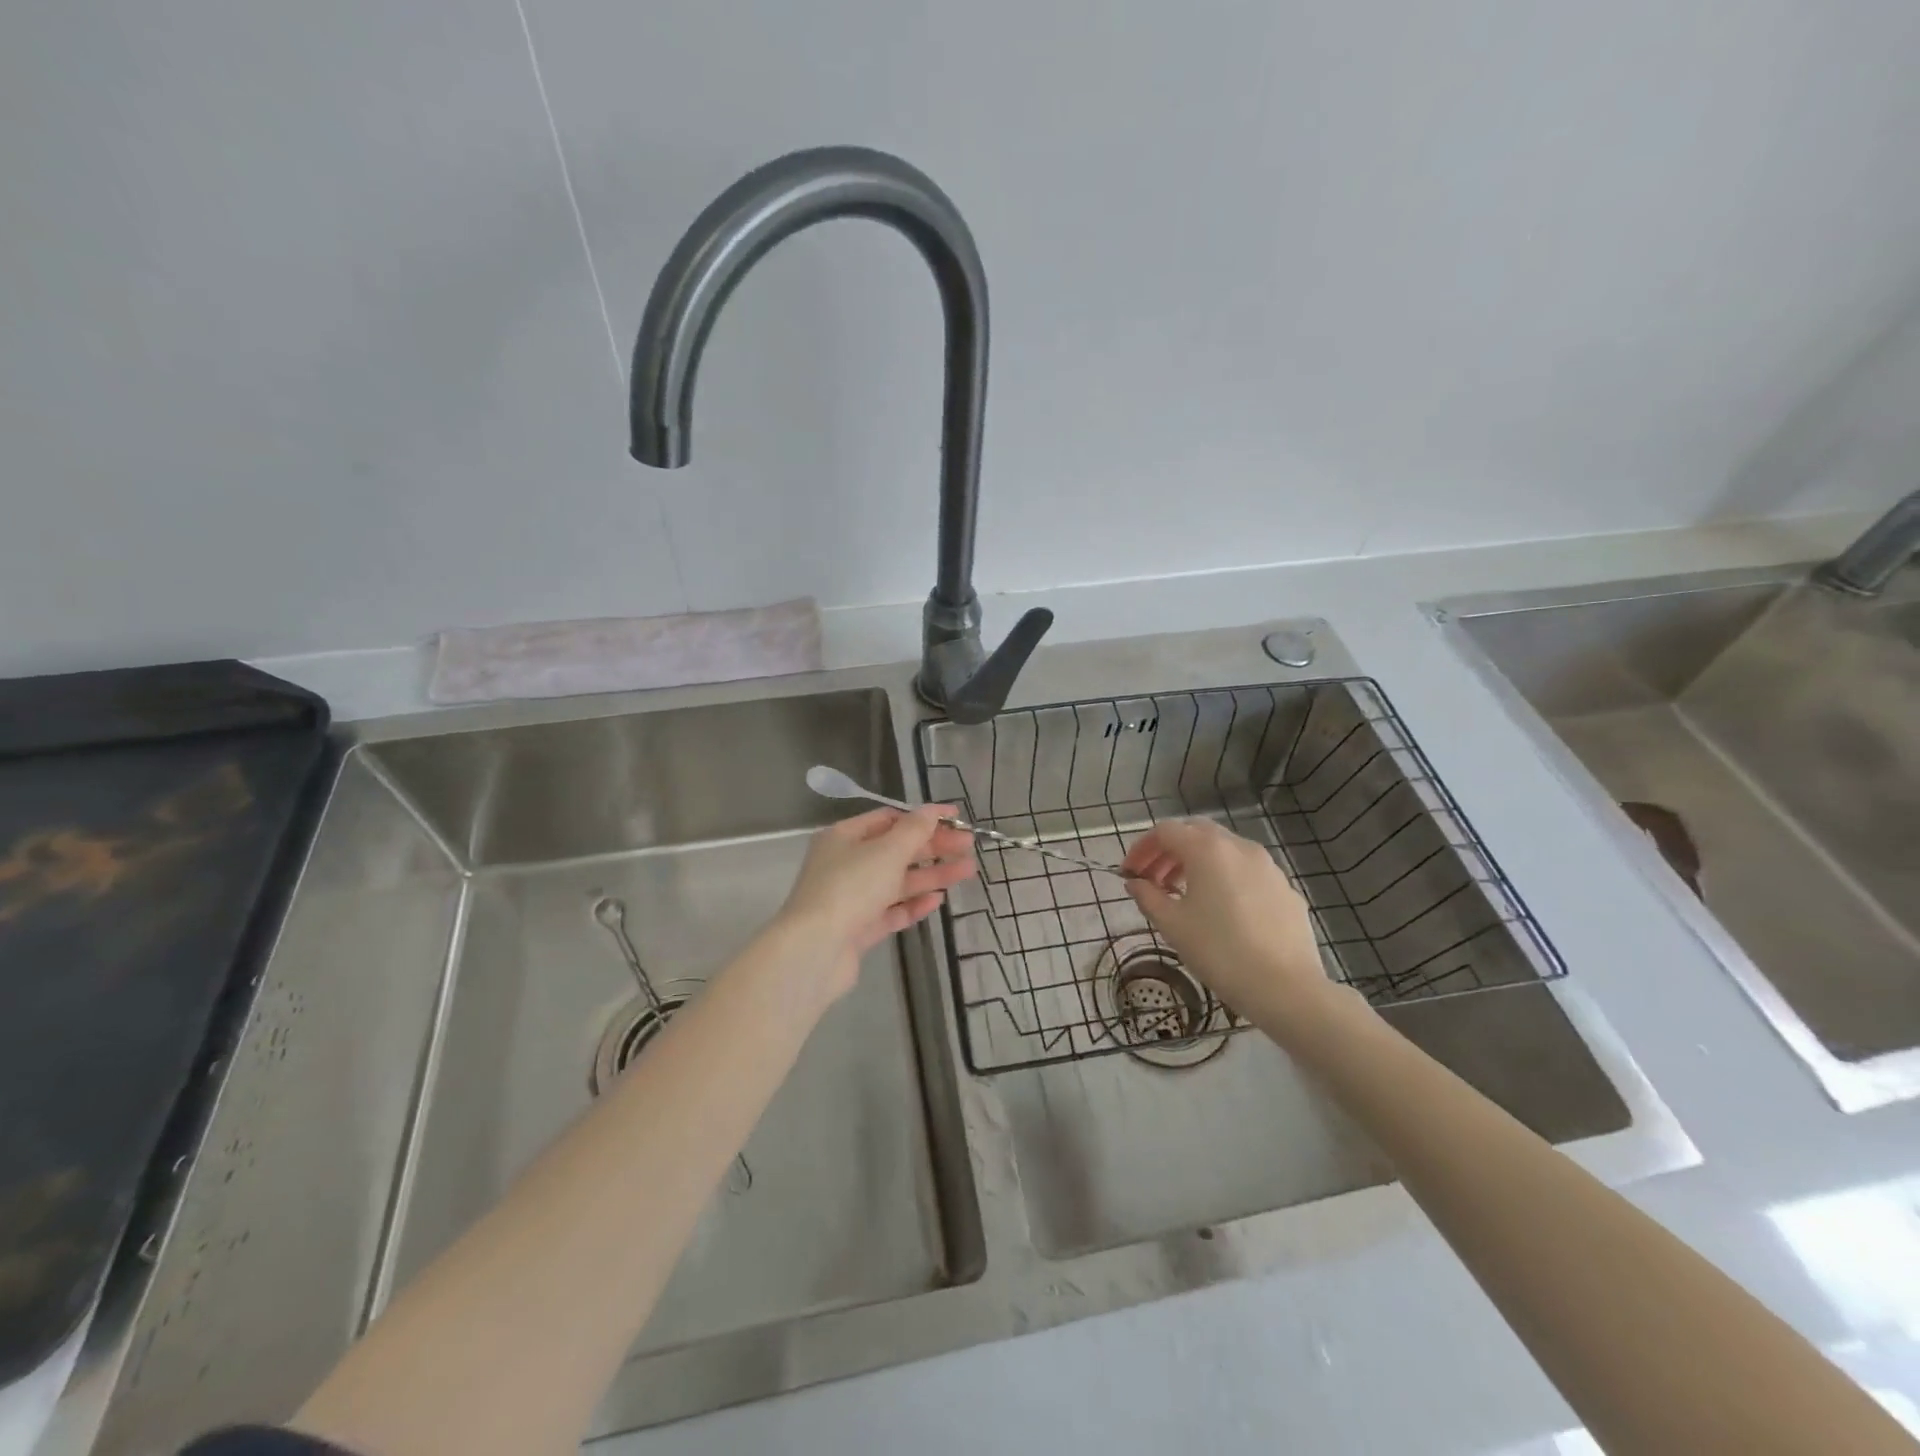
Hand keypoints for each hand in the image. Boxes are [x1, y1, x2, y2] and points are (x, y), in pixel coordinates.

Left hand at [773, 806, 976, 1001]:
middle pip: (895, 850)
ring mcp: (851, 898)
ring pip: (897, 882)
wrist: (814, 951)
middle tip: (968, 847)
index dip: (922, 818)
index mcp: (844, 837)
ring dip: (931, 875)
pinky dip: (914, 904)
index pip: (888, 819)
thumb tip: (934, 810)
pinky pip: (891, 911)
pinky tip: (938, 900)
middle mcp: (845, 864)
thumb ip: (915, 830)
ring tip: (967, 872)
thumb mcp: (887, 851)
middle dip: (932, 847)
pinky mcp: (858, 929)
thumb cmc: (850, 888)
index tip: (955, 820)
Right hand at [1122, 818, 1341, 1032]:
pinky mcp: (1285, 888)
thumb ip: (1148, 896)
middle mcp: (1239, 846)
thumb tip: (1136, 883)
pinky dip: (1225, 877)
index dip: (1141, 848)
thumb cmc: (1219, 952)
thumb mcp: (1172, 925)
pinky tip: (1221, 909)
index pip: (1165, 831)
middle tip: (1154, 878)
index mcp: (1207, 849)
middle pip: (1196, 832)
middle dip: (1170, 850)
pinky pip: (1247, 870)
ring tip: (1184, 893)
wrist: (1286, 988)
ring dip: (1198, 862)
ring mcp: (1268, 865)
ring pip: (1224, 849)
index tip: (1129, 873)